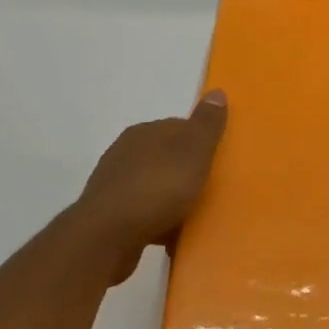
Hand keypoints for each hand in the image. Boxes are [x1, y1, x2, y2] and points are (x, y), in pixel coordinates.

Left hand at [73, 91, 228, 283]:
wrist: (107, 236)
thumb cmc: (157, 189)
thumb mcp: (192, 152)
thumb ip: (206, 125)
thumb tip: (217, 92)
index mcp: (145, 132)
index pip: (179, 127)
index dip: (202, 143)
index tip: (220, 162)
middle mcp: (126, 152)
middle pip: (167, 157)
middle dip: (187, 172)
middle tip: (212, 191)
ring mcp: (116, 184)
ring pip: (155, 186)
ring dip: (172, 199)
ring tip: (195, 218)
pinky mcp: (111, 214)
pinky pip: (144, 213)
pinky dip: (159, 221)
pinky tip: (172, 236)